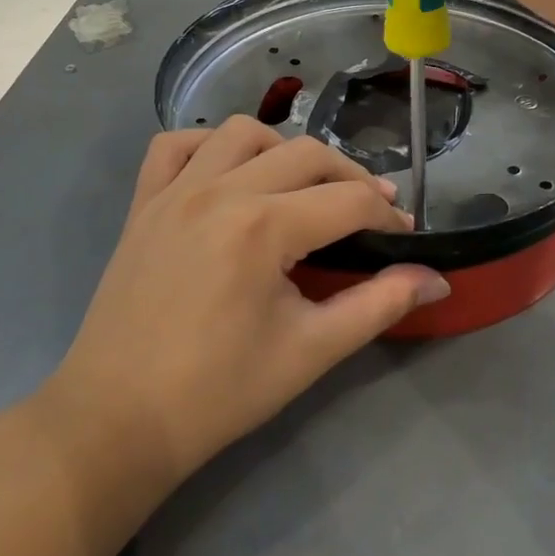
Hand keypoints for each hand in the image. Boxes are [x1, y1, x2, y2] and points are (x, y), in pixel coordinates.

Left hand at [42, 118, 449, 485]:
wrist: (117, 423)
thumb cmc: (218, 393)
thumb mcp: (310, 351)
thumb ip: (378, 306)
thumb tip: (437, 280)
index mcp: (264, 227)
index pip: (348, 200)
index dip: (387, 214)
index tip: (404, 234)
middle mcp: (221, 190)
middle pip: (306, 153)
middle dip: (348, 176)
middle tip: (367, 211)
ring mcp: (176, 189)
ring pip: (243, 132)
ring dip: (281, 149)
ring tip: (297, 187)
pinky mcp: (143, 201)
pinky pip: (175, 144)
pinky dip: (207, 145)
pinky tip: (227, 173)